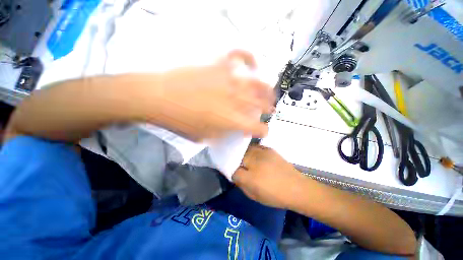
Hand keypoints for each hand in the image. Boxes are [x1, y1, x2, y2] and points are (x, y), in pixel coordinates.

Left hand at [152, 50, 274, 140]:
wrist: (159, 98)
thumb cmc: (181, 122)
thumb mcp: (206, 137)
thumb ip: (225, 134)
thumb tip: (237, 130)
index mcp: (232, 120)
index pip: (257, 128)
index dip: (263, 131)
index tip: (263, 132)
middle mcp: (235, 100)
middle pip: (261, 104)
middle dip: (268, 109)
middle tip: (269, 111)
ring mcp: (228, 80)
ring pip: (257, 83)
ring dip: (267, 90)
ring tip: (269, 93)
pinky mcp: (219, 66)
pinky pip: (238, 56)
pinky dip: (248, 58)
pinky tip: (252, 64)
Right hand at [232, 145, 304, 208]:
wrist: (297, 188)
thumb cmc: (274, 195)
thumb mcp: (254, 194)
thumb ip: (241, 183)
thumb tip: (234, 174)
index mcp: (250, 173)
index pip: (233, 169)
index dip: (233, 171)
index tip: (235, 174)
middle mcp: (254, 159)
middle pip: (239, 155)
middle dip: (237, 161)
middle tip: (241, 168)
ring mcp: (263, 152)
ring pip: (246, 150)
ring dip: (245, 155)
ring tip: (249, 162)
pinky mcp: (269, 149)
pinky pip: (256, 147)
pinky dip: (253, 151)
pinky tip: (257, 157)